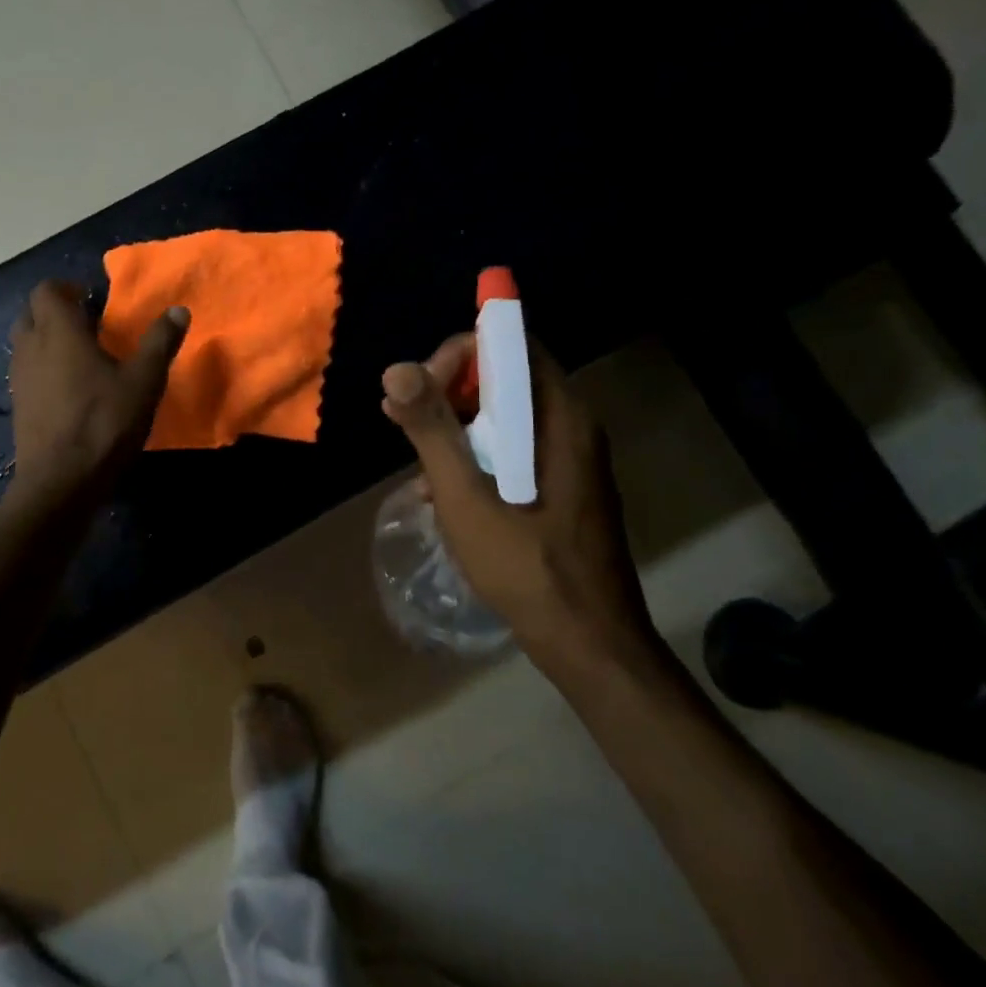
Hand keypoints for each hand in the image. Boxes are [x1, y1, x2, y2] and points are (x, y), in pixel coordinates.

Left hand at [7, 280, 187, 509]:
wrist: (61, 481)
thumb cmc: (104, 423)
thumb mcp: (144, 382)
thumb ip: (159, 343)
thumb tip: (178, 311)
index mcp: (59, 333)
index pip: (46, 291)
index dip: (66, 288)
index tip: (91, 298)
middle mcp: (31, 348)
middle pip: (31, 314)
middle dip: (54, 311)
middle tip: (87, 323)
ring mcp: (20, 379)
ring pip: (26, 343)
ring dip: (47, 339)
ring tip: (80, 354)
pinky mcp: (19, 406)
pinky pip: (27, 371)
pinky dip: (43, 367)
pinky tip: (70, 388)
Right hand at [380, 334, 658, 682]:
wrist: (588, 642)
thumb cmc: (526, 565)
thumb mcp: (466, 495)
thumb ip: (432, 428)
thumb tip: (396, 368)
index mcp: (559, 416)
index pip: (510, 344)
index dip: (458, 354)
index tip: (419, 389)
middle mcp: (571, 424)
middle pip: (504, 376)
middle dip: (447, 390)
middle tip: (404, 419)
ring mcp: (569, 457)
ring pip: (503, 414)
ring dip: (455, 426)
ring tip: (415, 458)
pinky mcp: (561, 484)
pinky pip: (512, 447)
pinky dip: (475, 454)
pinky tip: (440, 491)